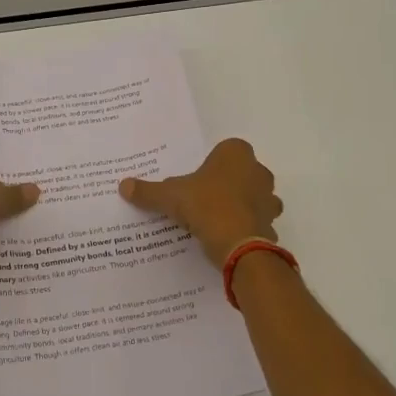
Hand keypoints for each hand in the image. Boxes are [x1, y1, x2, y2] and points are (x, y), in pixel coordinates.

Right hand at [119, 138, 281, 265]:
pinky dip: (246, 227)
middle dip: (228, 183)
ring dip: (241, 204)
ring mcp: (268, 198)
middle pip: (242, 172)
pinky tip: (227, 236)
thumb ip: (148, 191)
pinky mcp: (271, 223)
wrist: (239, 245)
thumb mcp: (170, 197)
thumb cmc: (206, 206)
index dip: (213, 163)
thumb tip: (123, 185)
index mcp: (236, 154)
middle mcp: (258, 171)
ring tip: (216, 218)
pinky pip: (257, 221)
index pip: (226, 149)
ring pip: (254, 196)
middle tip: (203, 197)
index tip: (197, 178)